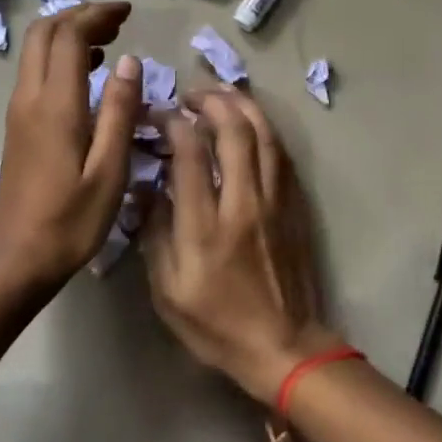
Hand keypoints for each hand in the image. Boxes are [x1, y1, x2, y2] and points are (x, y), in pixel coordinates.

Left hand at [0, 3, 143, 294]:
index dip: (97, 15)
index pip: (69, 36)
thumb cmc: (71, 221)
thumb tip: (129, 61)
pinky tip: (87, 75)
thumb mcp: (109, 170)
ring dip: (68, 34)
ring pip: (35, 51)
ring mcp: (18, 112)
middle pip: (44, 33)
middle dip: (79, 16)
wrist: (16, 260)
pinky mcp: (17, 127)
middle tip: (117, 21)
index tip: (128, 12)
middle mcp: (29, 98)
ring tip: (108, 41)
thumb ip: (119, 111)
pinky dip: (60, 58)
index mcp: (54, 105)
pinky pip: (35, 73)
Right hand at [141, 88, 342, 403]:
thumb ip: (154, 234)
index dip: (173, 123)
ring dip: (242, 106)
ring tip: (221, 94)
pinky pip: (281, 154)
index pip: (190, 153)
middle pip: (234, 132)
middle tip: (191, 95)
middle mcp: (244, 203)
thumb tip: (146, 188)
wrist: (284, 347)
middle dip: (211, 101)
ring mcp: (275, 202)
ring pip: (264, 135)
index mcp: (205, 227)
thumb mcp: (167, 291)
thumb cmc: (217, 325)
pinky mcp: (294, 206)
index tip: (160, 114)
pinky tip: (251, 123)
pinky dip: (264, 129)